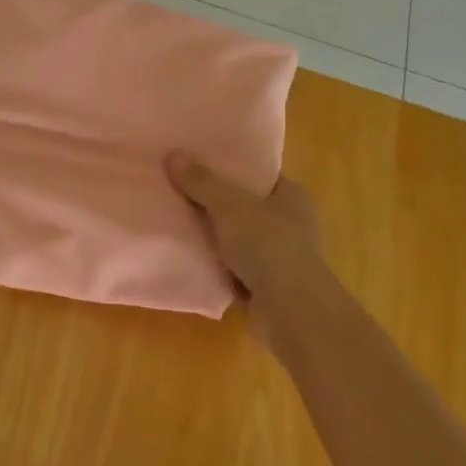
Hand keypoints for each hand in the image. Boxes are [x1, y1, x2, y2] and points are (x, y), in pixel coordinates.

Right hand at [167, 154, 334, 335]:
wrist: (291, 311)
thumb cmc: (268, 246)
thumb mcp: (229, 206)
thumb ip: (201, 181)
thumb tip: (173, 154)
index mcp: (291, 196)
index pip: (258, 173)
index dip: (230, 167)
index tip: (197, 162)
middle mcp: (290, 222)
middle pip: (245, 205)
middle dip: (215, 201)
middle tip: (179, 189)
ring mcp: (280, 255)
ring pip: (238, 237)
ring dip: (214, 235)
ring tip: (176, 220)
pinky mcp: (268, 284)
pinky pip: (234, 265)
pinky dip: (216, 263)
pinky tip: (189, 255)